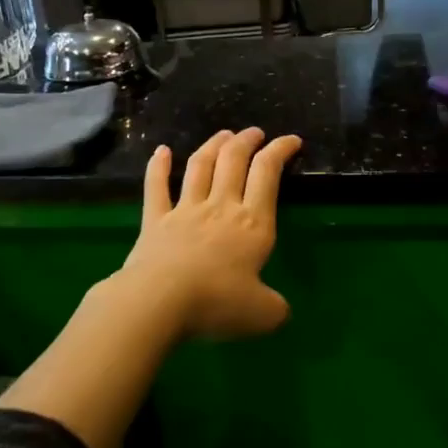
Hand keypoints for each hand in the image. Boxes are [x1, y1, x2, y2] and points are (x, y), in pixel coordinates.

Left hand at [108, 128, 303, 340]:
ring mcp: (186, 210)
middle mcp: (221, 207)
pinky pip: (156, 187)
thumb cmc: (216, 303)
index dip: (280, 151)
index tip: (291, 140)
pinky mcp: (155, 221)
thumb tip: (280, 310)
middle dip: (247, 141)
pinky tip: (161, 151)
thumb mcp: (262, 314)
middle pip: (234, 160)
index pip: (268, 174)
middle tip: (255, 132)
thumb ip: (276, 308)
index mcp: (253, 223)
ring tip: (224, 134)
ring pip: (200, 166)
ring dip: (213, 145)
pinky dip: (158, 166)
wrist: (159, 302)